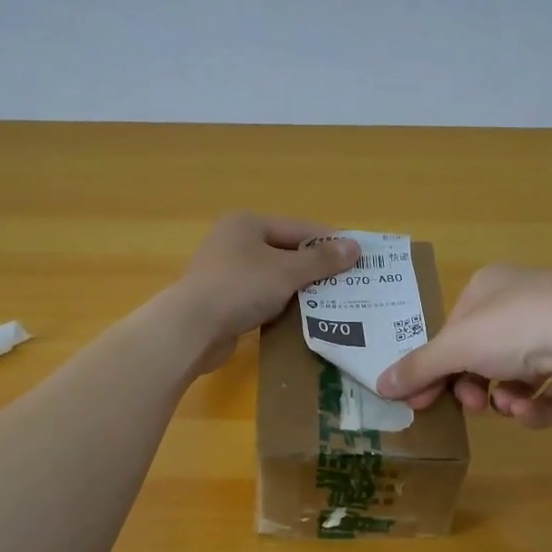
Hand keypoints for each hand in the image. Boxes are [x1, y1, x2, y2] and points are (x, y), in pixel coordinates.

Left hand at [170, 213, 359, 374]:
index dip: (330, 241)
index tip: (358, 255)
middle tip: (349, 281)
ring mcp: (227, 272)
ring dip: (300, 288)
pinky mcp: (224, 300)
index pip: (299, 227)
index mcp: (247, 223)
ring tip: (333, 300)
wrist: (192, 329)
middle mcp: (235, 241)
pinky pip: (262, 297)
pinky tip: (302, 316)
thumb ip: (321, 260)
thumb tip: (355, 247)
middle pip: (286, 251)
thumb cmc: (241, 288)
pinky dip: (281, 304)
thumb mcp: (287, 271)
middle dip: (316, 267)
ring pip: (274, 276)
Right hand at [376, 265, 551, 428]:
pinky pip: (551, 388)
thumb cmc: (517, 328)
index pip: (453, 330)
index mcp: (491, 285)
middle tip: (470, 407)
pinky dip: (538, 404)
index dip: (435, 367)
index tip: (421, 401)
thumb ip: (419, 368)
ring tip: (511, 406)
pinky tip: (534, 409)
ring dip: (506, 397)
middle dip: (472, 386)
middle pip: (483, 354)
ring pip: (516, 375)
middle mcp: (526, 300)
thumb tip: (380, 384)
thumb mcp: (457, 347)